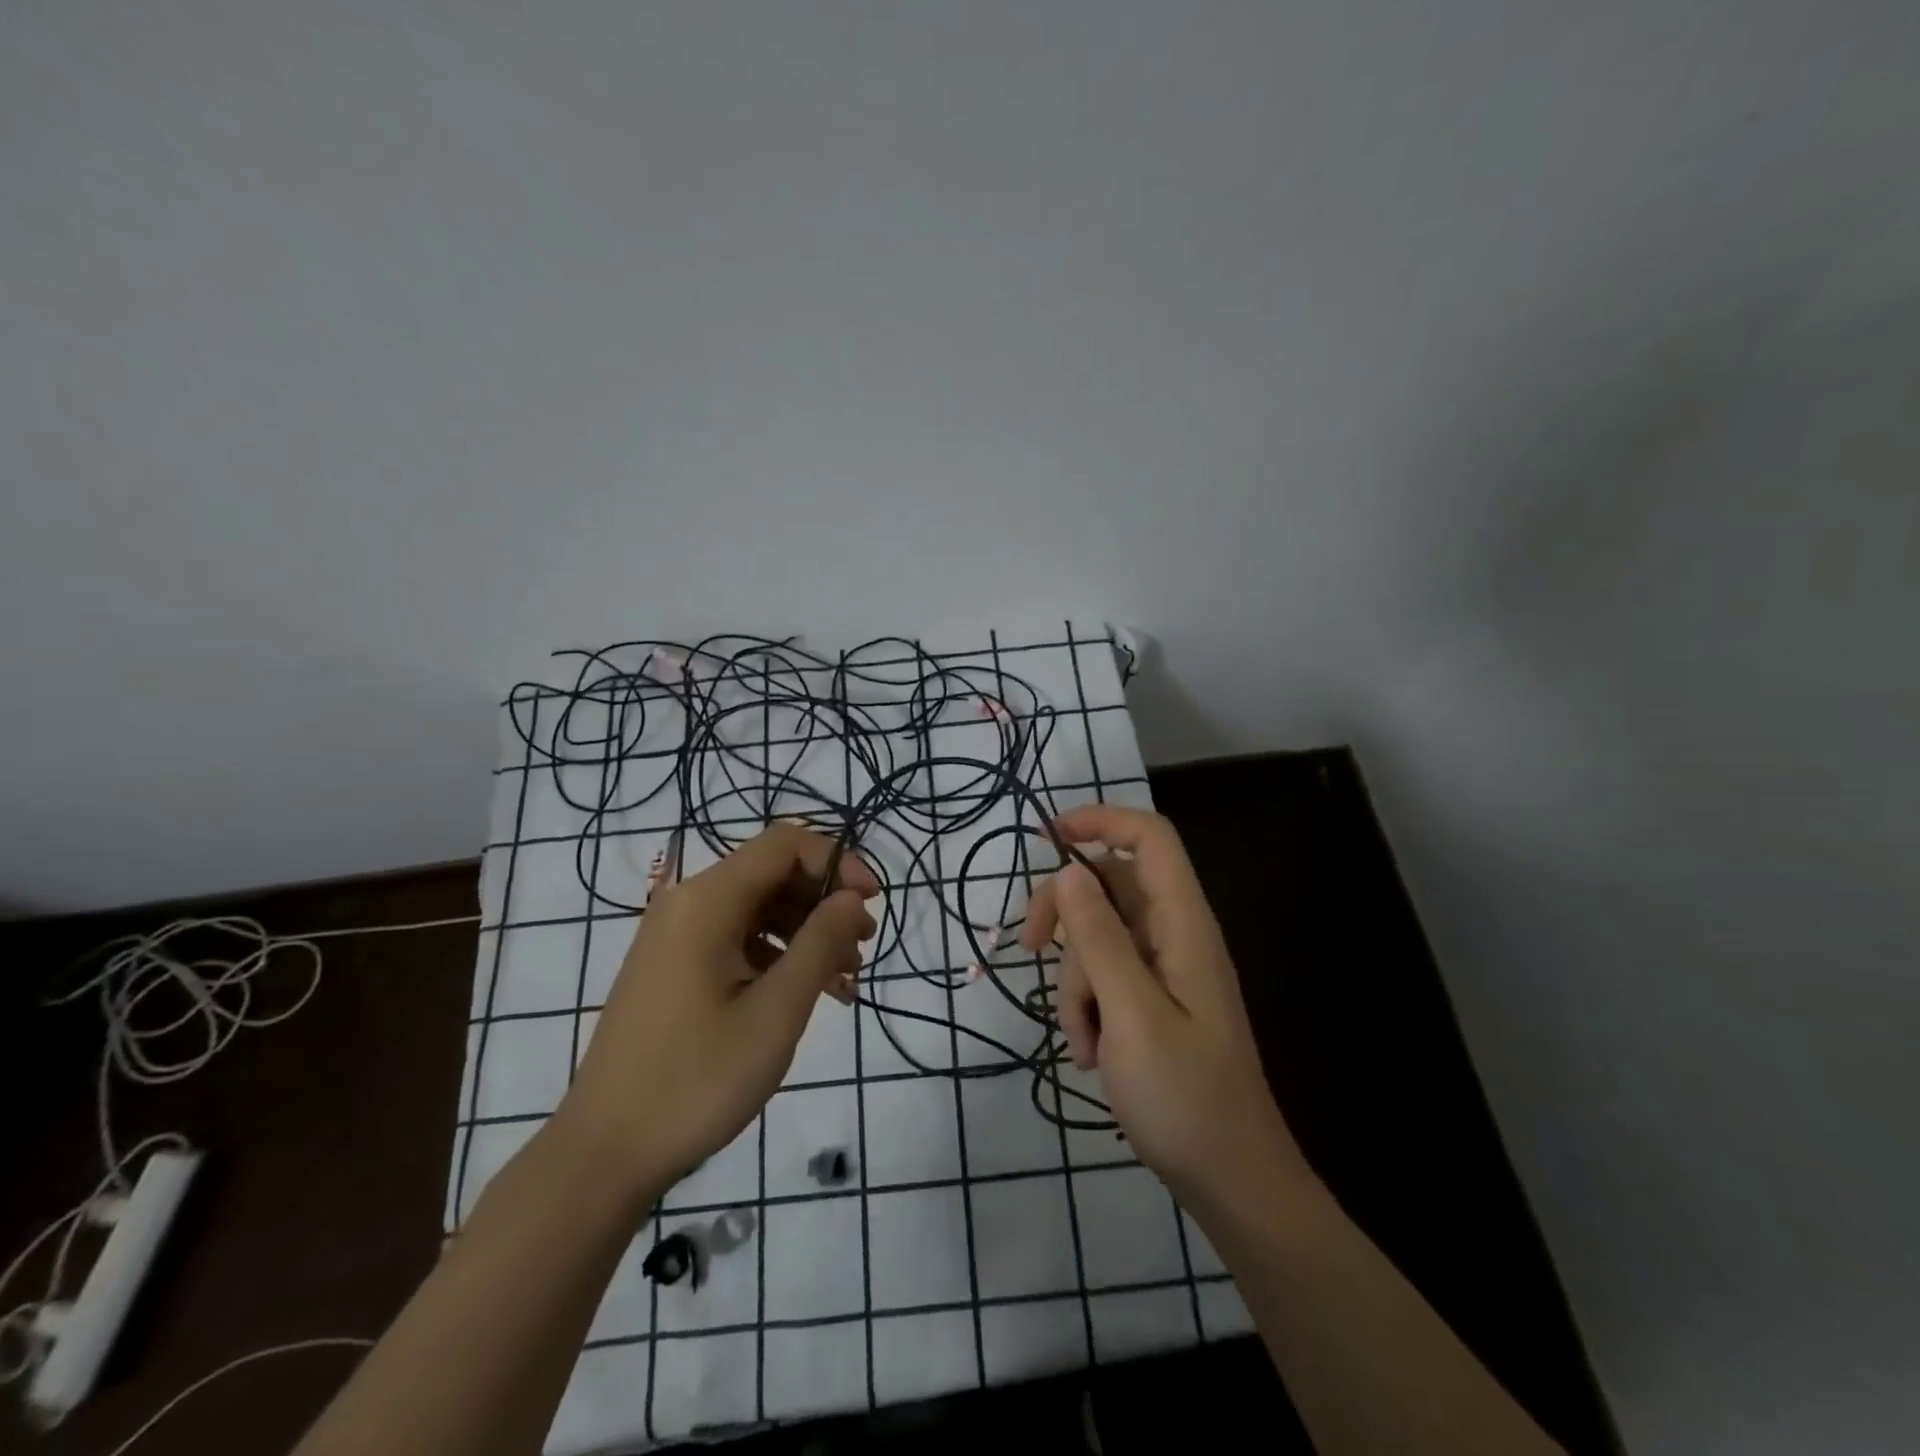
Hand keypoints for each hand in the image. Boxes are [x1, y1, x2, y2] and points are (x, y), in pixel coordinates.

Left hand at [560, 822, 877, 1197]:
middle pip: (772, 873)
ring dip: (808, 932)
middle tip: (863, 946)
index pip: (785, 844)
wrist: (604, 1154)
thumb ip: (820, 944)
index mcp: (707, 901)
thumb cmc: (696, 1080)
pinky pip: (738, 939)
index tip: (871, 903)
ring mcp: (677, 936)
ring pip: (759, 908)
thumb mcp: (775, 1012)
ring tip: (845, 980)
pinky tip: (808, 994)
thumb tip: (853, 898)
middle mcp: (688, 904)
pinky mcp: (675, 967)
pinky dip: (778, 956)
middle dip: (825, 901)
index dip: (836, 861)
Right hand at [1021, 805, 1303, 1208]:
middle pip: (1110, 886)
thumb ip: (1098, 938)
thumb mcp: (1130, 1014)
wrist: (1233, 1182)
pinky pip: (1106, 976)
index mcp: (1184, 925)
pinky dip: (1087, 1005)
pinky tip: (1090, 1052)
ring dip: (1075, 980)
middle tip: (1030, 949)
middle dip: (1066, 916)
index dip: (1102, 820)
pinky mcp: (1153, 1000)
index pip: (1150, 838)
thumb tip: (1066, 871)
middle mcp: (1175, 935)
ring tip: (1083, 1041)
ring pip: (1099, 936)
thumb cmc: (1186, 1098)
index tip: (1047, 837)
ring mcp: (1164, 969)